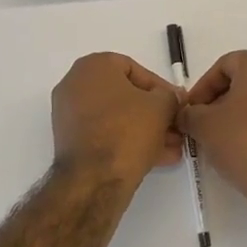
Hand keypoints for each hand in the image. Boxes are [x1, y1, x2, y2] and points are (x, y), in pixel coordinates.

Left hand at [51, 52, 184, 192]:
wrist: (93, 180)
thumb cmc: (127, 130)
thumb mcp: (161, 107)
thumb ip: (170, 96)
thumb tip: (171, 98)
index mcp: (93, 66)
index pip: (134, 69)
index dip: (160, 88)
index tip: (177, 104)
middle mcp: (75, 84)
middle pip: (125, 96)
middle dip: (154, 113)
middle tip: (175, 127)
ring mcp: (69, 114)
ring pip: (116, 117)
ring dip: (145, 130)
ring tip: (171, 147)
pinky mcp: (70, 141)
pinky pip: (105, 134)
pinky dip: (128, 141)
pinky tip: (156, 157)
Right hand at [179, 51, 246, 231]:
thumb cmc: (244, 141)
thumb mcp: (204, 126)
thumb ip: (188, 114)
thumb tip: (186, 115)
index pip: (223, 65)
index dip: (202, 87)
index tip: (190, 111)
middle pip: (241, 82)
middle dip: (217, 103)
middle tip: (200, 125)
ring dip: (234, 117)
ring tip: (217, 141)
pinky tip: (240, 151)